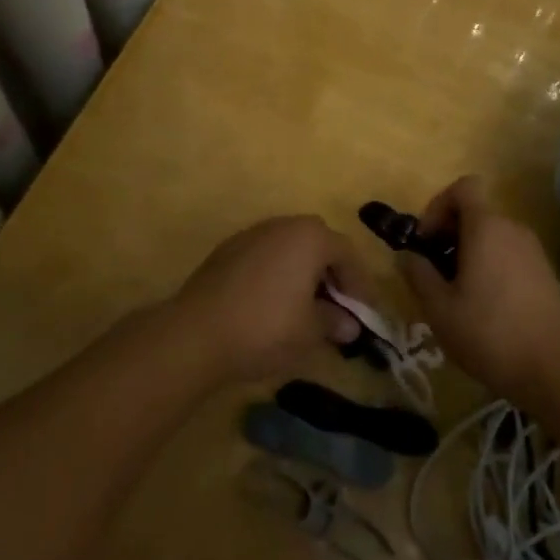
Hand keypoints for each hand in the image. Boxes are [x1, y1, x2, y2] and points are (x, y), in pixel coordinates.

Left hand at [173, 216, 366, 380]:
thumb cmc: (266, 327)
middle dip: (331, 273)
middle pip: (318, 244)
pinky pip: (265, 257)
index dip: (360, 285)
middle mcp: (282, 226)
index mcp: (310, 237)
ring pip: (289, 248)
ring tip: (306, 307)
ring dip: (303, 272)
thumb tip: (349, 326)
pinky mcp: (226, 251)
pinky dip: (277, 275)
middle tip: (337, 305)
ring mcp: (251, 235)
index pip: (347, 254)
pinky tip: (273, 304)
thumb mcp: (310, 332)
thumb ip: (334, 323)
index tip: (364, 314)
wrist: (195, 333)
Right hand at [397, 175, 559, 402]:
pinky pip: (509, 253)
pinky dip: (490, 265)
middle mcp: (513, 228)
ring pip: (492, 235)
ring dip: (468, 252)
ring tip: (456, 293)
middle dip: (448, 234)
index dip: (438, 205)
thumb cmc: (489, 333)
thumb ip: (418, 274)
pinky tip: (484, 306)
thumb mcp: (439, 308)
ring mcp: (533, 250)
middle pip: (475, 212)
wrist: (553, 370)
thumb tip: (407, 255)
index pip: (463, 187)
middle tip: (434, 272)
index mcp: (486, 227)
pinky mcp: (544, 272)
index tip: (425, 240)